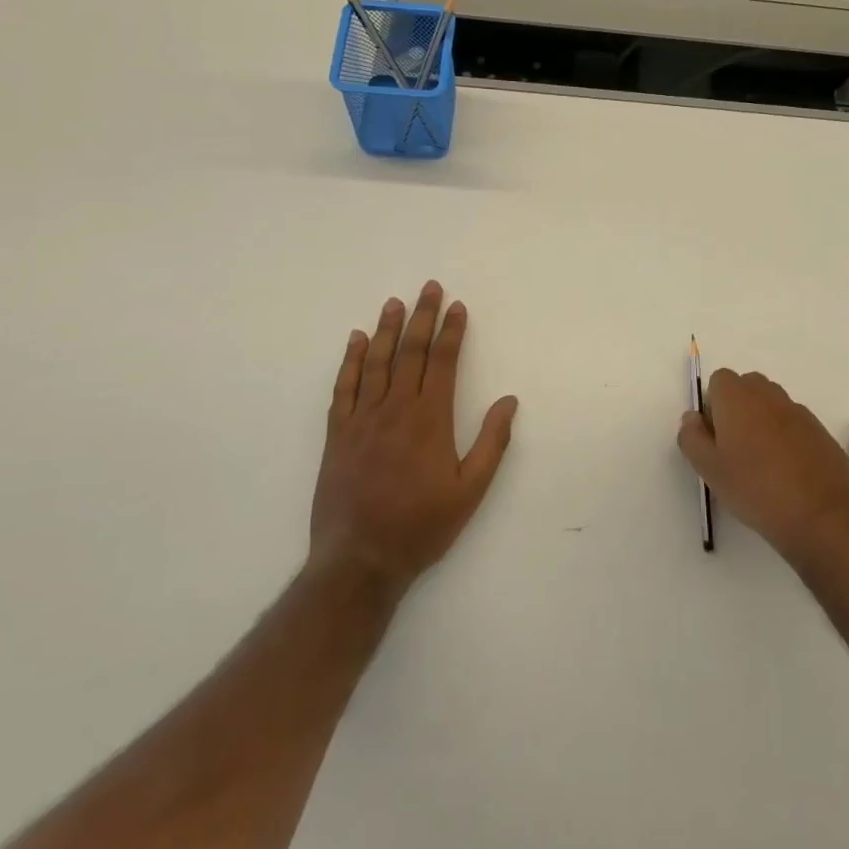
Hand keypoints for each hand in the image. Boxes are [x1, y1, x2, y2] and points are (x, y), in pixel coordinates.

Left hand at [309, 281, 518, 596]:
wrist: (359, 561)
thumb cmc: (421, 526)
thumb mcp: (470, 490)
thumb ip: (491, 443)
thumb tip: (509, 401)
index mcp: (430, 419)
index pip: (442, 362)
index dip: (451, 332)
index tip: (457, 306)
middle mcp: (395, 409)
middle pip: (410, 352)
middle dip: (422, 317)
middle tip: (429, 288)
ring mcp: (362, 419)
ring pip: (377, 362)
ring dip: (388, 329)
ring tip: (395, 302)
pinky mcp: (338, 434)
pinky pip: (344, 387)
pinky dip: (351, 361)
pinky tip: (357, 341)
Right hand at [678, 369, 848, 563]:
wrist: (823, 515)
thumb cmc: (756, 489)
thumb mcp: (710, 470)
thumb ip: (692, 438)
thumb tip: (692, 417)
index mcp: (737, 397)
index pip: (719, 380)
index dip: (713, 404)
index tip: (714, 436)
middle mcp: (768, 395)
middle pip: (747, 387)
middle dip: (737, 409)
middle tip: (734, 449)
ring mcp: (798, 411)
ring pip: (771, 405)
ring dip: (762, 422)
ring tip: (761, 463)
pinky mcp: (820, 431)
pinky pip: (794, 424)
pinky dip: (786, 437)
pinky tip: (787, 472)